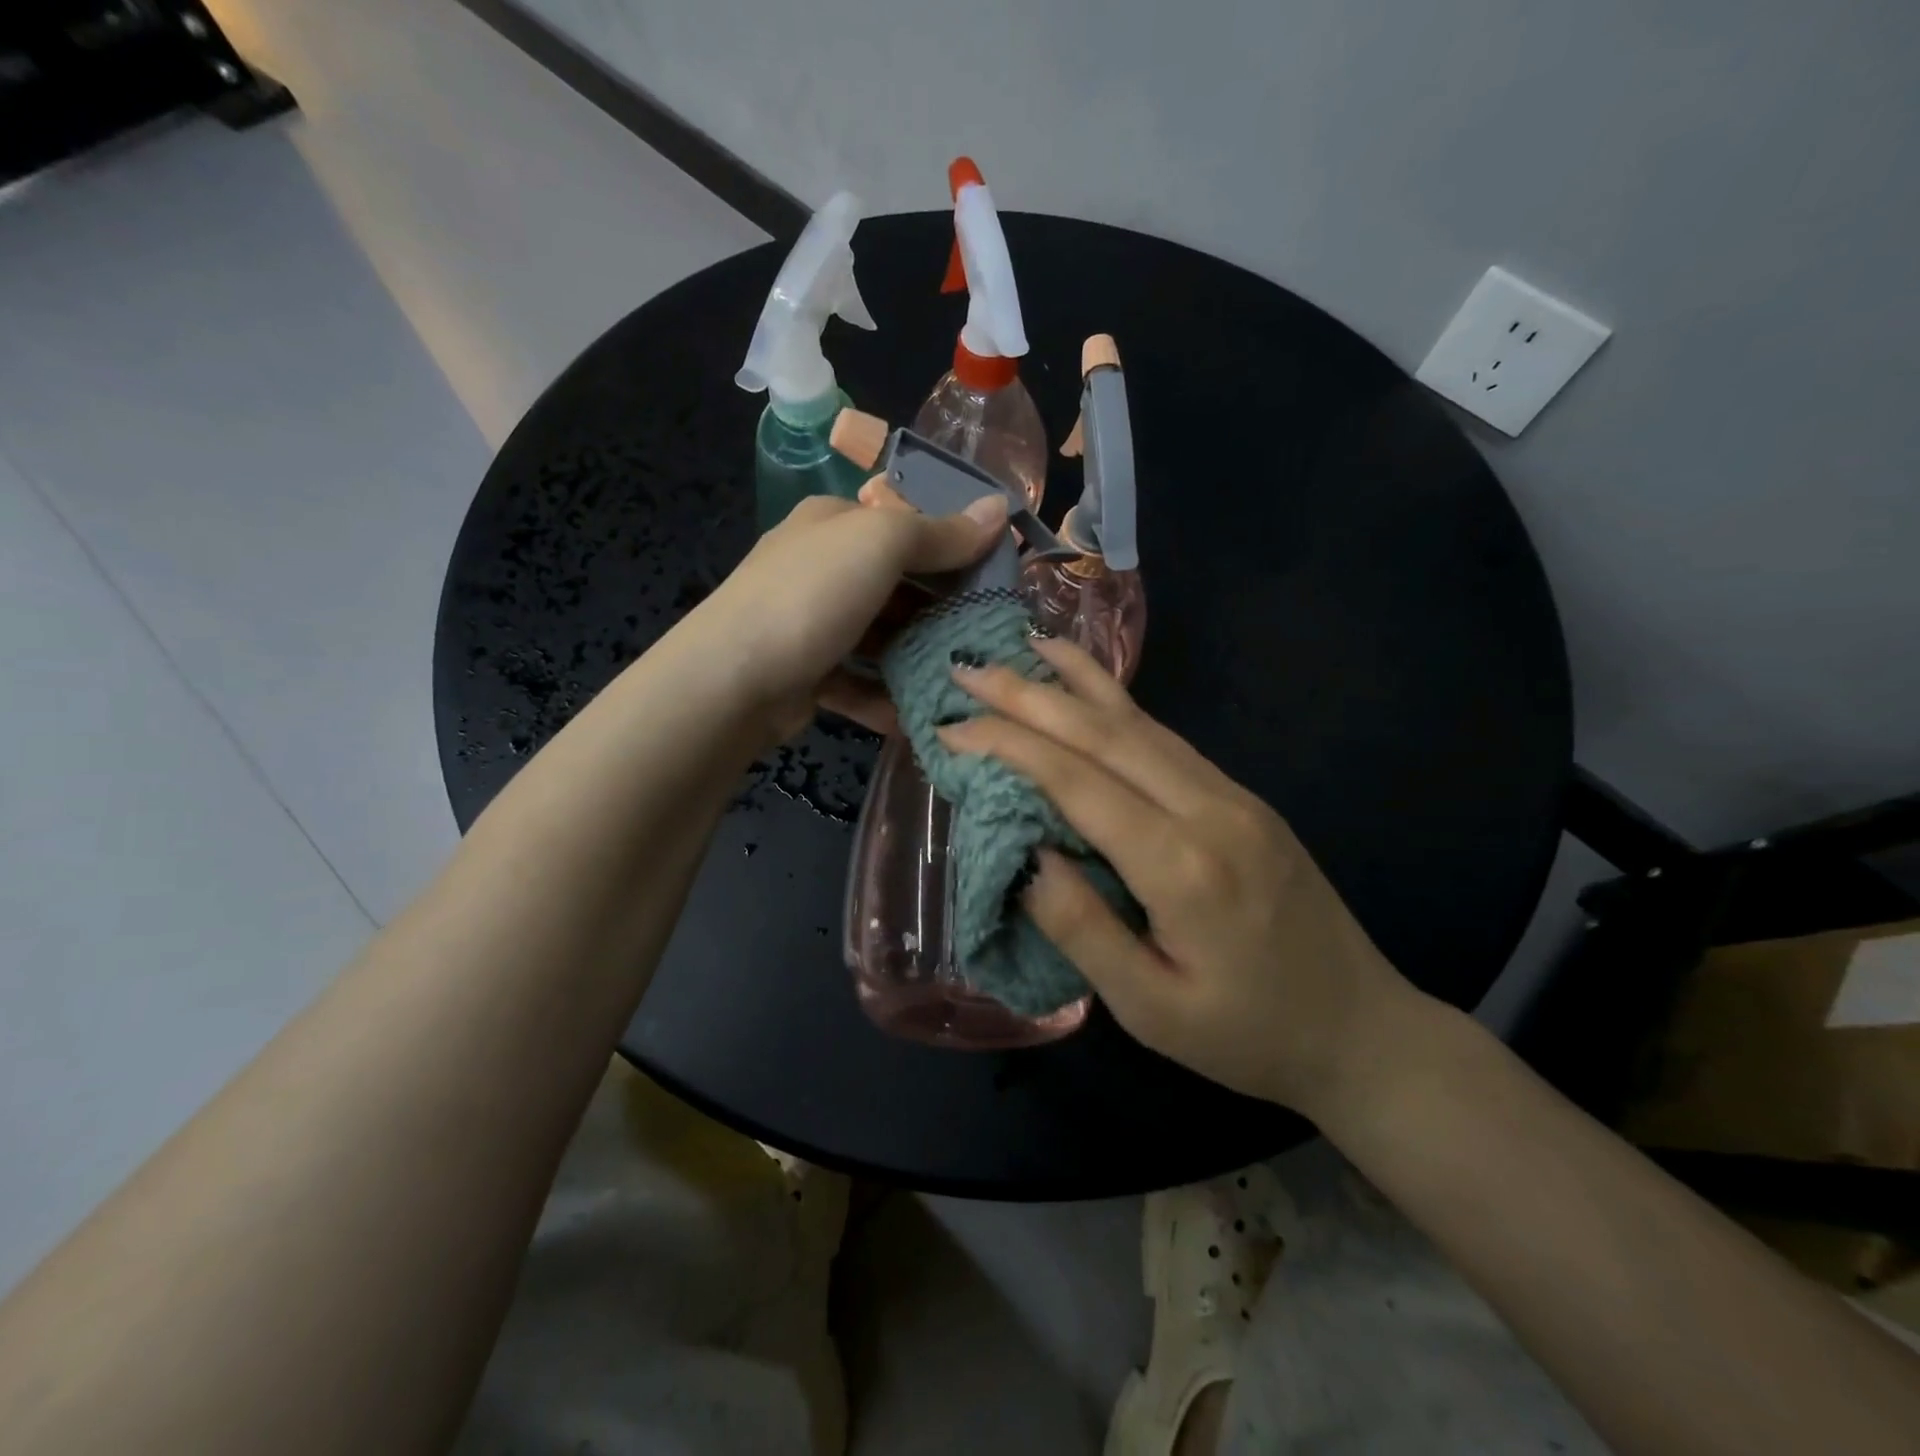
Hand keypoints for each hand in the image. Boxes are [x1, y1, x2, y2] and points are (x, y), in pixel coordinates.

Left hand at [685, 489, 1006, 743]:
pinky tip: (919, 715)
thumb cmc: (813, 595)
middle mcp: (821, 567)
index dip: (953, 544)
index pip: (905, 524)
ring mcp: (812, 624)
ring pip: (880, 637)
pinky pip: (859, 683)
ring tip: (965, 678)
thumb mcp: (882, 545)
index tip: (999, 574)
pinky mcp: (808, 674)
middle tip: (990, 633)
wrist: (734, 680)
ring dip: (917, 657)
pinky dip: (886, 698)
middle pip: (896, 584)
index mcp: (834, 523)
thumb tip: (999, 510)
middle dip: (941, 608)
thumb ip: (940, 532)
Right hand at [939, 636, 1420, 1118]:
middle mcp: (1209, 810)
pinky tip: (1092, 689)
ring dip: (1076, 684)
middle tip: (969, 669)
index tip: (954, 727)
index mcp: (1182, 867)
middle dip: (1030, 697)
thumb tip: (1025, 856)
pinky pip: (1167, 739)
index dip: (1010, 746)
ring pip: (1141, 723)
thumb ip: (1082, 929)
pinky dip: (1119, 705)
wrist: (1364, 1030)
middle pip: (1106, 735)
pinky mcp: (1243, 798)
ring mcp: (1234, 796)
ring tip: (1024, 649)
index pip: (1078, 782)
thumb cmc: (1247, 1034)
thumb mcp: (1151, 1009)